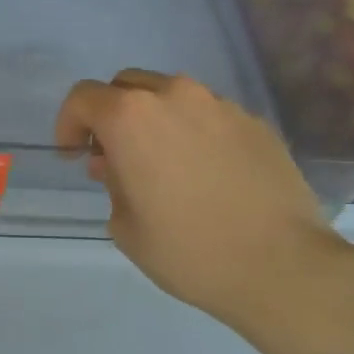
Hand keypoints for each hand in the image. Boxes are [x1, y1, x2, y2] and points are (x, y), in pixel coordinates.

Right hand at [55, 69, 353, 326]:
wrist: (284, 267)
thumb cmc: (190, 251)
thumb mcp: (126, 227)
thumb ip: (113, 184)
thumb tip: (119, 167)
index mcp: (131, 117)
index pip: (83, 97)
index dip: (69, 123)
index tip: (74, 155)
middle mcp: (174, 96)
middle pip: (126, 86)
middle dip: (111, 115)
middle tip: (114, 156)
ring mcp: (220, 105)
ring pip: (171, 96)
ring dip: (155, 120)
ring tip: (163, 164)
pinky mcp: (255, 123)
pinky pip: (210, 116)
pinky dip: (194, 132)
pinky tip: (207, 174)